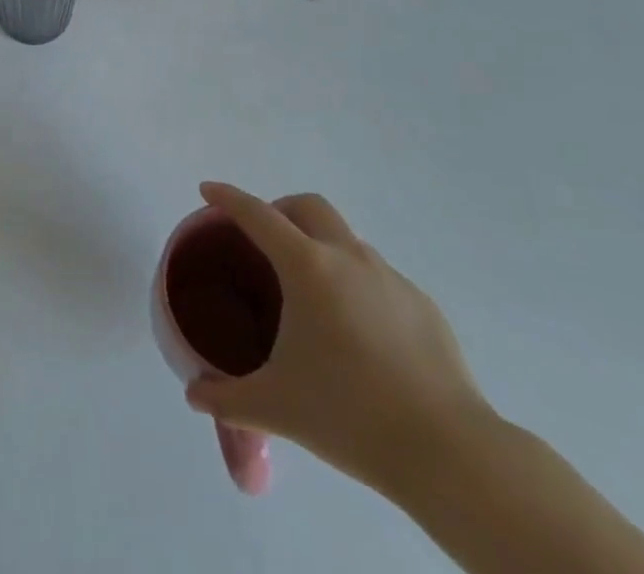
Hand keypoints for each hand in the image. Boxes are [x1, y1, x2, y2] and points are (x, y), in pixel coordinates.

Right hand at [185, 182, 493, 496]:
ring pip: (346, 239)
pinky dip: (356, 284)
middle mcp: (348, 257)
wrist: (449, 453)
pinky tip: (357, 334)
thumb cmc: (349, 415)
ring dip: (320, 247)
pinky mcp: (423, 306)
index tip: (208, 190)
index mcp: (307, 267)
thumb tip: (194, 395)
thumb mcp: (276, 407)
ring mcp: (391, 278)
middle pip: (308, 206)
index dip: (228, 198)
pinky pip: (378, 278)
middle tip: (263, 242)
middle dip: (279, 209)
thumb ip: (227, 399)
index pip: (257, 215)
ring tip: (310, 297)